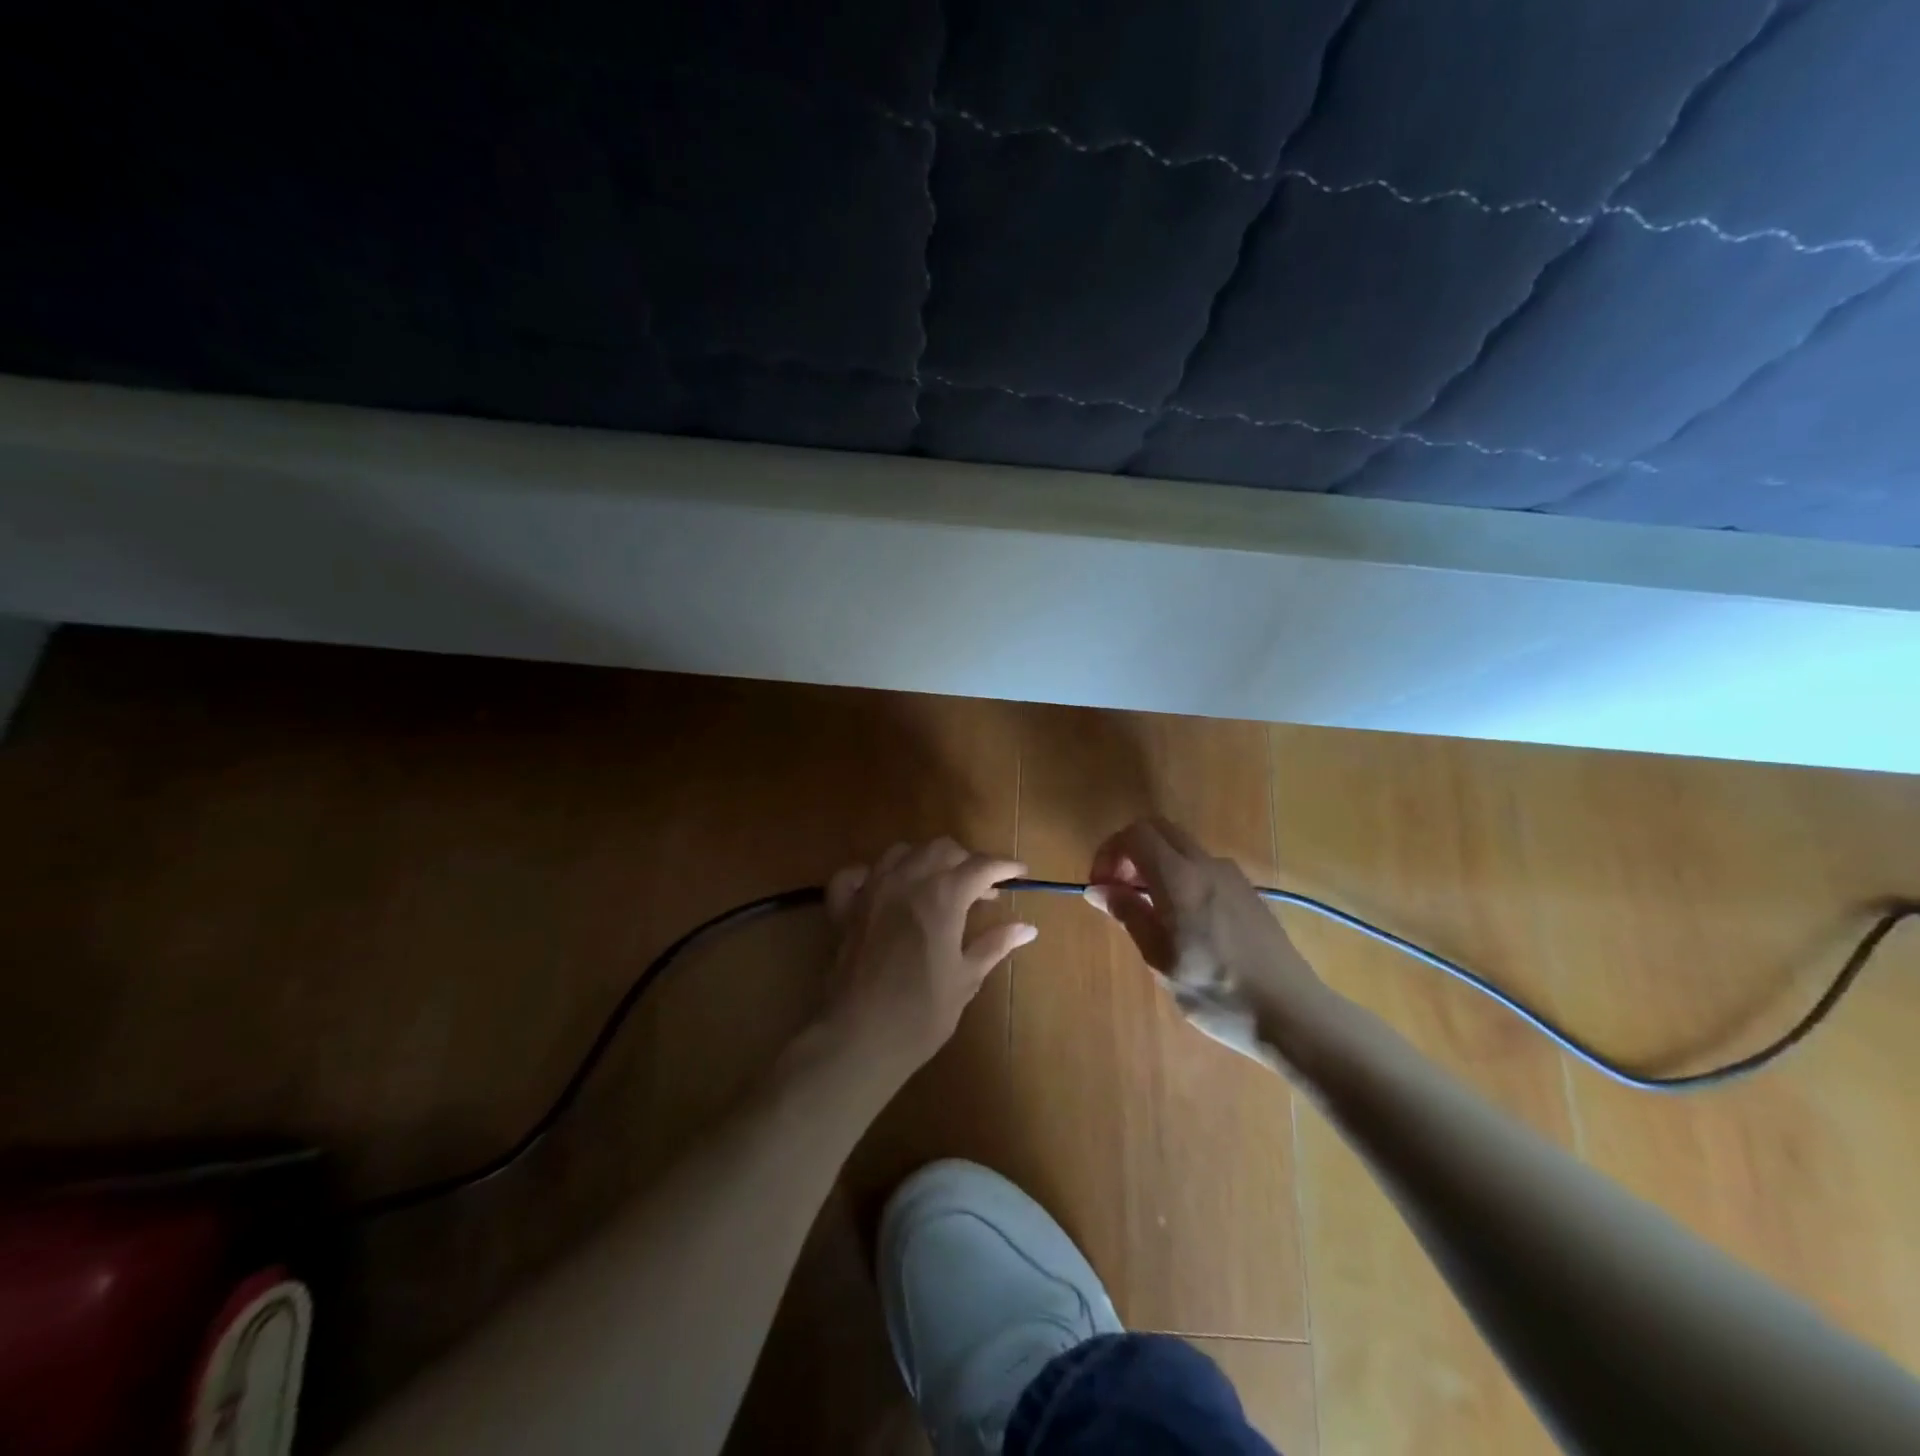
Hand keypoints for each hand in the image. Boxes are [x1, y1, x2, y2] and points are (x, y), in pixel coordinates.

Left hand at [821, 838, 1035, 1076]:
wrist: (859, 1038)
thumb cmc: (921, 1013)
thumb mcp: (965, 978)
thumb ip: (995, 944)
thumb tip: (1027, 928)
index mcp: (942, 896)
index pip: (980, 866)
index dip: (1004, 866)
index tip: (1020, 872)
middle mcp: (906, 881)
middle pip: (941, 849)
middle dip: (966, 860)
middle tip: (982, 888)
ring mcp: (870, 890)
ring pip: (901, 852)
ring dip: (925, 860)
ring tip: (938, 884)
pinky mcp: (843, 908)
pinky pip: (855, 875)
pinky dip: (872, 874)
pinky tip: (884, 888)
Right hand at [1087, 818, 1333, 1063]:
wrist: (1292, 1014)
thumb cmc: (1217, 993)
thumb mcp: (1161, 959)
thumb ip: (1129, 914)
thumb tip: (1097, 888)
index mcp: (1180, 879)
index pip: (1135, 834)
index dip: (1109, 853)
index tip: (1102, 888)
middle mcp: (1206, 865)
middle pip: (1158, 830)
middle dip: (1130, 851)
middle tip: (1119, 891)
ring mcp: (1232, 876)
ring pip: (1181, 847)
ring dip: (1155, 864)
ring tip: (1147, 911)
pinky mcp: (1247, 892)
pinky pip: (1202, 867)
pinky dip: (1179, 876)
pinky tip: (1181, 921)